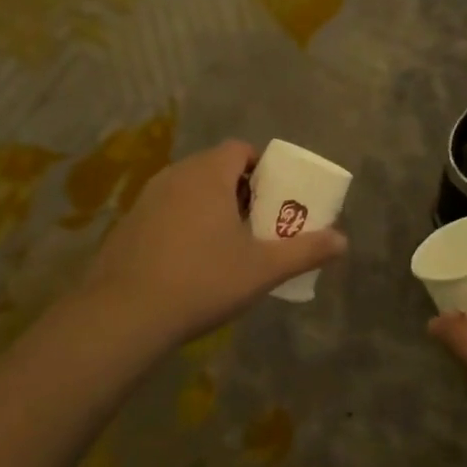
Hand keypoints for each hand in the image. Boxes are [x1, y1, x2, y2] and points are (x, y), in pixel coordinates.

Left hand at [75, 140, 345, 351]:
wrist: (123, 317)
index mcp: (208, 174)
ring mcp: (146, 199)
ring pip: (189, 190)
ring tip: (226, 245)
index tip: (273, 198)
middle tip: (257, 225)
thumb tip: (344, 241)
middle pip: (215, 168)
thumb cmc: (202, 280)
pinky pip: (166, 211)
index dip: (261, 168)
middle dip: (240, 190)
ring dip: (211, 207)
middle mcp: (175, 176)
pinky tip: (189, 263)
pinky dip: (183, 224)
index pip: (239, 150)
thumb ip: (305, 250)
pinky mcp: (127, 225)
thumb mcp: (262, 269)